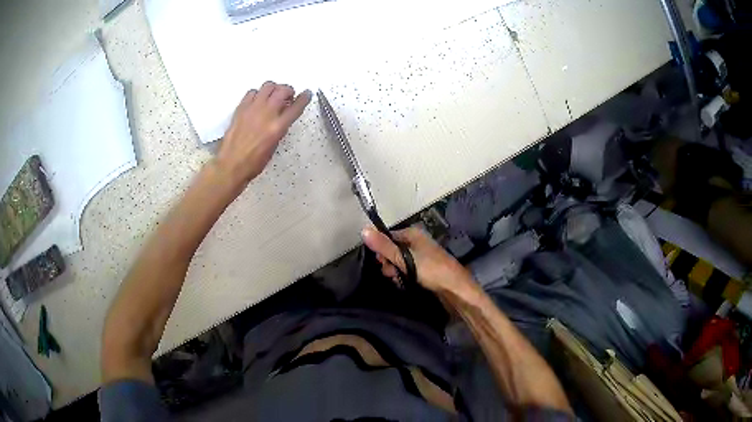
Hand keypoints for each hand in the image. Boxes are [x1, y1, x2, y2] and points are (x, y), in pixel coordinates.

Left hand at [215, 81, 311, 185]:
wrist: (231, 165)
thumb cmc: (254, 162)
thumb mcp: (274, 146)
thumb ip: (280, 129)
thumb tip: (283, 117)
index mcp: (277, 127)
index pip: (296, 107)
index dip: (304, 98)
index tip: (307, 94)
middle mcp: (267, 114)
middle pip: (282, 90)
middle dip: (289, 90)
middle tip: (288, 95)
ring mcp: (253, 109)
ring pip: (268, 86)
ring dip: (274, 88)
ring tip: (273, 95)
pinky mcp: (241, 108)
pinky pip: (252, 92)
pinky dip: (258, 93)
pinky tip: (257, 101)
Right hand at [361, 227, 474, 295]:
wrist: (455, 289)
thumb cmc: (432, 270)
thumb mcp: (405, 258)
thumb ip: (384, 246)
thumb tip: (363, 229)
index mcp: (413, 234)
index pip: (388, 237)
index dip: (381, 250)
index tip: (382, 263)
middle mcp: (417, 242)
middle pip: (392, 250)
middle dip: (389, 263)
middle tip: (393, 274)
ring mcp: (421, 257)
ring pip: (399, 263)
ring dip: (395, 273)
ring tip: (399, 281)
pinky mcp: (424, 270)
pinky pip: (407, 271)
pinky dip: (403, 278)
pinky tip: (404, 285)